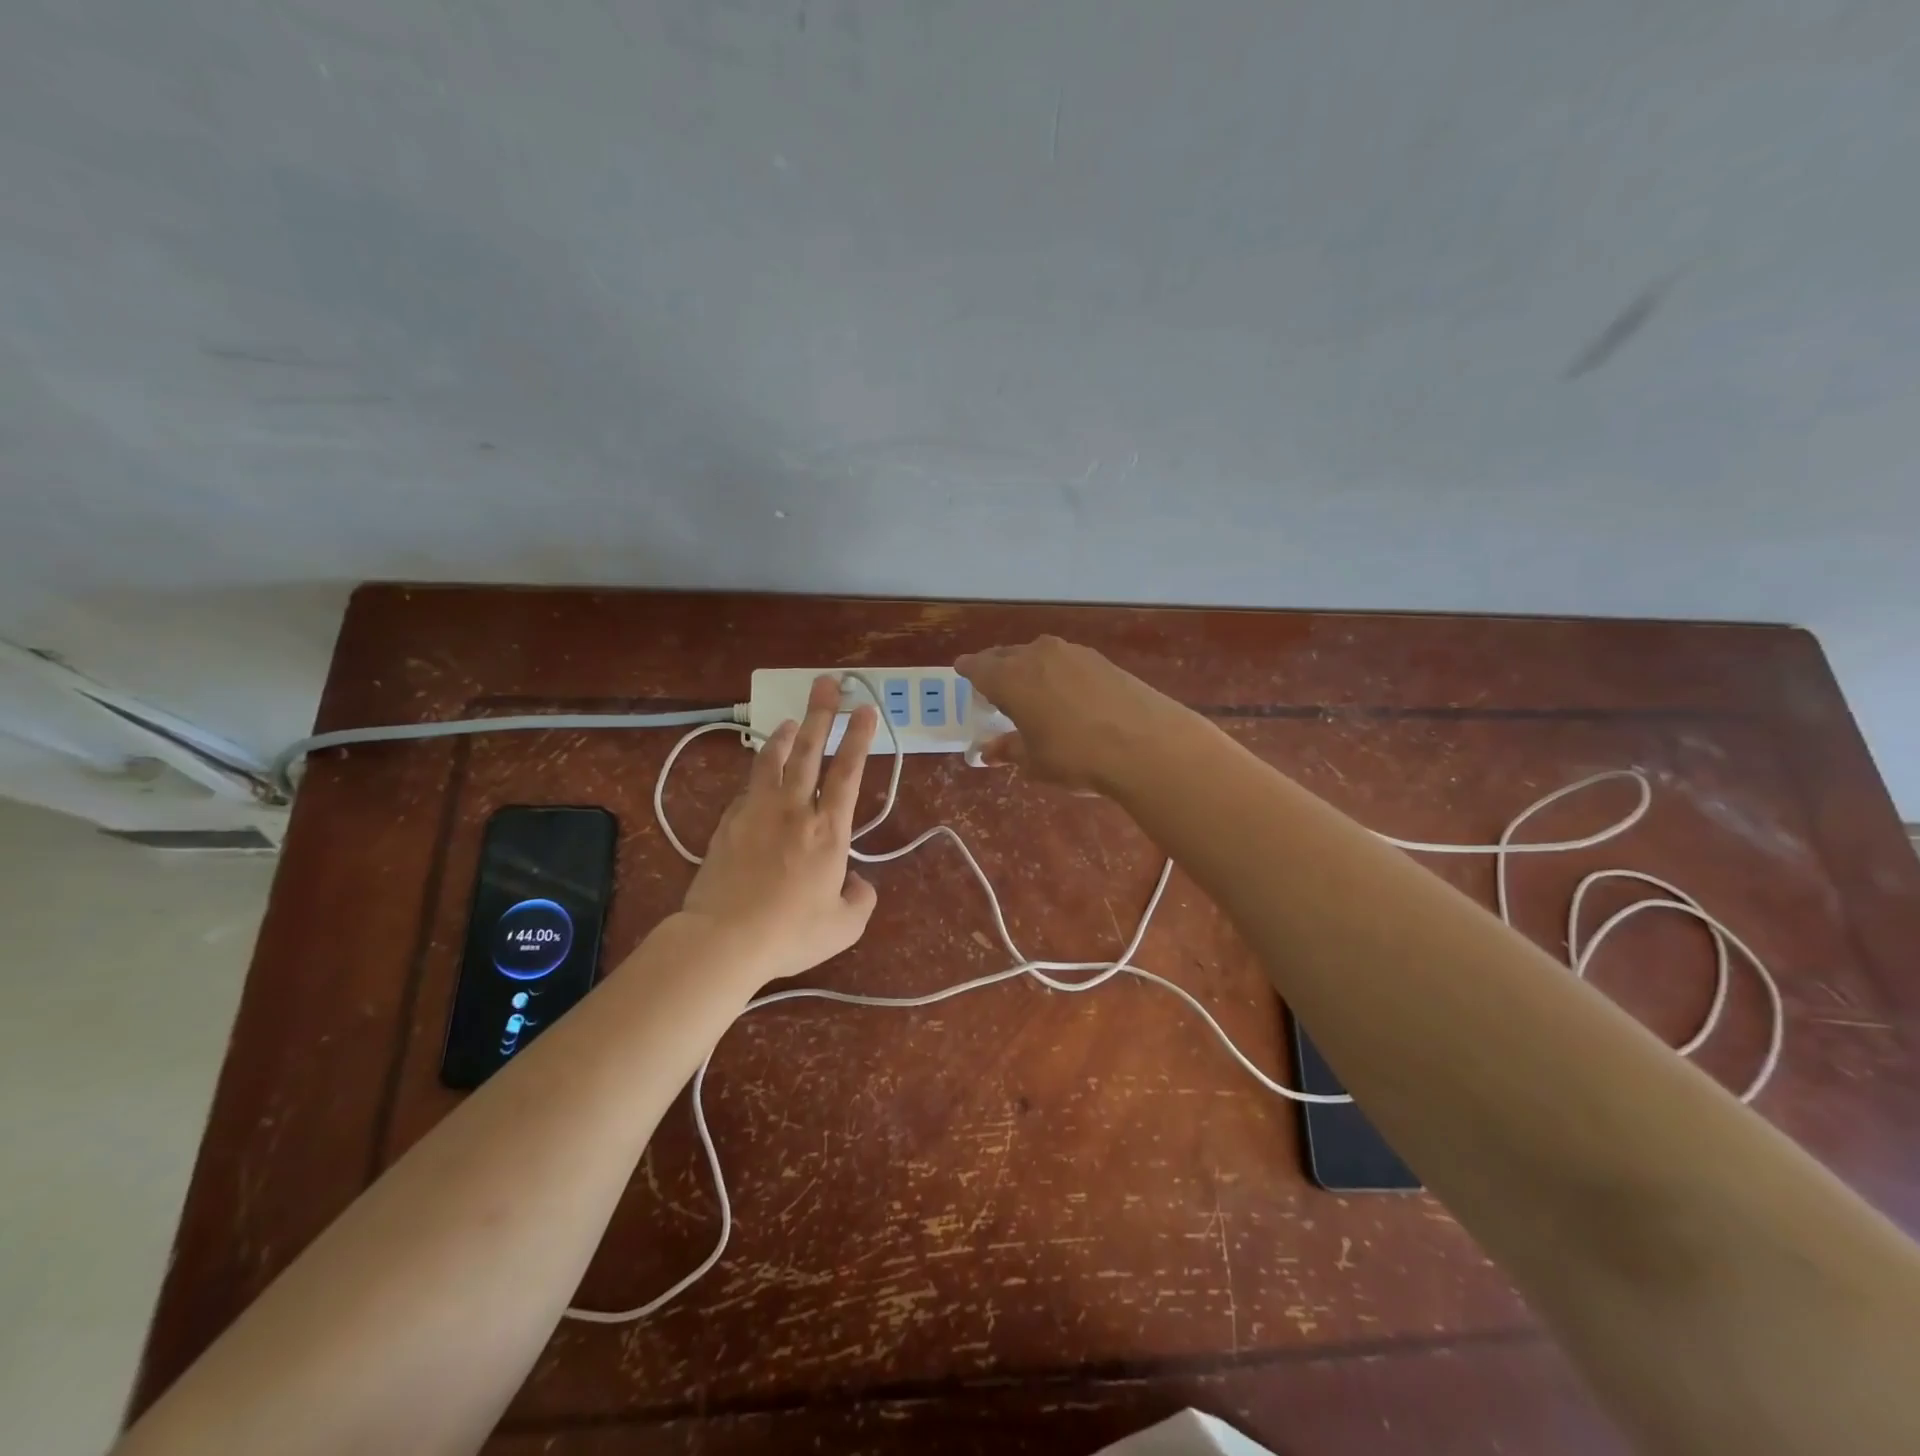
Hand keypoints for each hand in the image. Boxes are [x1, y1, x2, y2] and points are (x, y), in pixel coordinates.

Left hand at [678, 675, 878, 984]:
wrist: (724, 938)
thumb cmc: (790, 932)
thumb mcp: (844, 926)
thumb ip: (861, 899)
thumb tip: (858, 882)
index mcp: (829, 830)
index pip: (849, 772)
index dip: (859, 738)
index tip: (865, 710)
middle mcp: (794, 809)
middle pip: (810, 750)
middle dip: (821, 713)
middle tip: (828, 684)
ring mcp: (757, 811)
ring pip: (774, 760)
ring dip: (786, 735)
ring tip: (792, 720)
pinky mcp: (729, 822)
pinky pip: (748, 787)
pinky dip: (760, 771)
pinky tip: (761, 772)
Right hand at [955, 636, 1192, 793]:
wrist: (1147, 744)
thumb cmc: (1076, 756)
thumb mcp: (1035, 762)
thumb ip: (1009, 750)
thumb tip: (988, 751)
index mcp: (1010, 678)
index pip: (977, 667)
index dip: (968, 671)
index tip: (962, 672)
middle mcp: (1036, 655)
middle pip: (1006, 656)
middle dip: (997, 668)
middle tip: (994, 685)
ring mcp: (1072, 653)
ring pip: (1038, 655)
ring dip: (1029, 668)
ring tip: (1032, 690)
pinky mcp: (1101, 659)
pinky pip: (1066, 661)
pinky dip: (1058, 672)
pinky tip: (1066, 693)